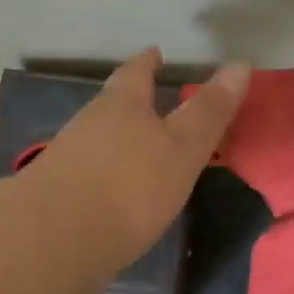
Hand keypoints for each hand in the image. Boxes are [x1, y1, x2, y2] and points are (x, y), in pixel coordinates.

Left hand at [26, 49, 250, 276]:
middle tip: (148, 96)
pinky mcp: (54, 194)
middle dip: (130, 98)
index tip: (155, 53)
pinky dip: (102, 169)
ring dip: (115, 135)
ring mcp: (66, 158)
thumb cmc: (128, 185)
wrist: (51, 240)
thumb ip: (209, 112)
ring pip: (96, 135)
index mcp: (122, 105)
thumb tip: (241, 63)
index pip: (136, 73)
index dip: (148, 62)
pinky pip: (85, 169)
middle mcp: (89, 123)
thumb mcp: (182, 148)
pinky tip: (112, 188)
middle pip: (112, 102)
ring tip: (135, 143)